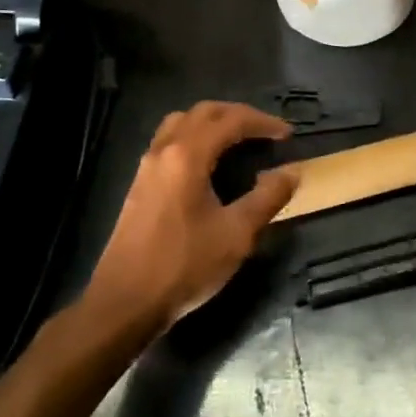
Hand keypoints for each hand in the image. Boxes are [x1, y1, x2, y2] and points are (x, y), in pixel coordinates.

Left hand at [85, 102, 298, 335]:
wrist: (124, 304)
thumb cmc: (183, 266)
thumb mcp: (237, 234)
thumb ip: (268, 198)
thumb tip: (292, 172)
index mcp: (189, 155)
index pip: (232, 120)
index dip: (263, 123)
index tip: (287, 135)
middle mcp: (165, 150)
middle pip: (204, 112)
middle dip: (238, 115)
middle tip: (265, 131)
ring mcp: (147, 166)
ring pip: (182, 122)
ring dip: (213, 121)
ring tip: (237, 139)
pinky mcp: (140, 183)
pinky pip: (170, 140)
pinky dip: (195, 136)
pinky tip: (208, 163)